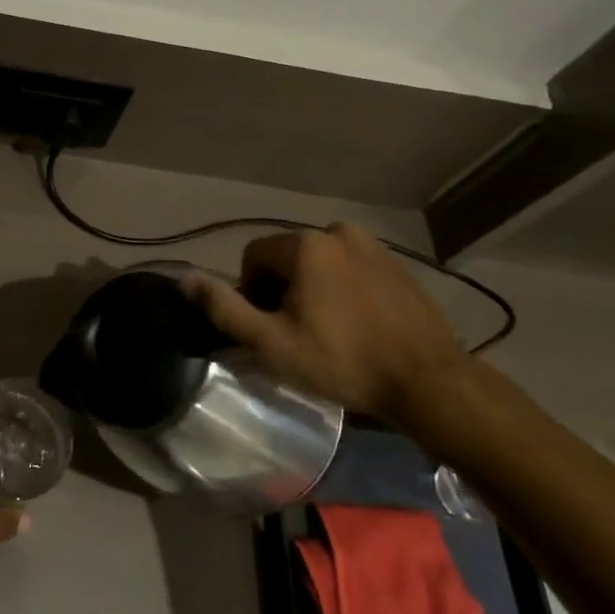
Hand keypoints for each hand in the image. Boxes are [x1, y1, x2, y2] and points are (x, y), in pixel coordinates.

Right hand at [180, 225, 470, 420]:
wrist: (430, 382)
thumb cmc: (343, 361)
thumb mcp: (271, 343)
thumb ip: (224, 308)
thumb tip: (184, 278)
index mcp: (305, 245)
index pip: (253, 256)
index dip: (251, 292)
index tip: (268, 327)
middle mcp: (337, 232)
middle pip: (287, 257)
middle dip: (282, 289)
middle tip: (296, 334)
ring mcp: (373, 246)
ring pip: (320, 262)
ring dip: (313, 288)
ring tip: (327, 330)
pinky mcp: (397, 265)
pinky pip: (351, 268)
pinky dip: (343, 289)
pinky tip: (356, 325)